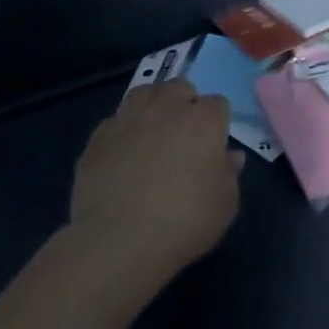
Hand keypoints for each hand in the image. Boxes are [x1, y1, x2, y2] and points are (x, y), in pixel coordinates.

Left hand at [67, 80, 242, 293]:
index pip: (217, 103)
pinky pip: (114, 121)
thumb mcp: (225, 203)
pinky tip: (123, 153)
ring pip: (143, 92)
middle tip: (184, 133)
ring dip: (152, 105)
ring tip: (152, 131)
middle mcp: (167, 109)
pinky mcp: (98, 138)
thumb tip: (230, 157)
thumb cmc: (185, 221)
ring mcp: (129, 120)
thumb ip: (230, 173)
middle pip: (179, 87)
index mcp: (204, 121)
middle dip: (184, 102)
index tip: (214, 144)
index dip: (217, 122)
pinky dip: (122, 130)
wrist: (120, 241)